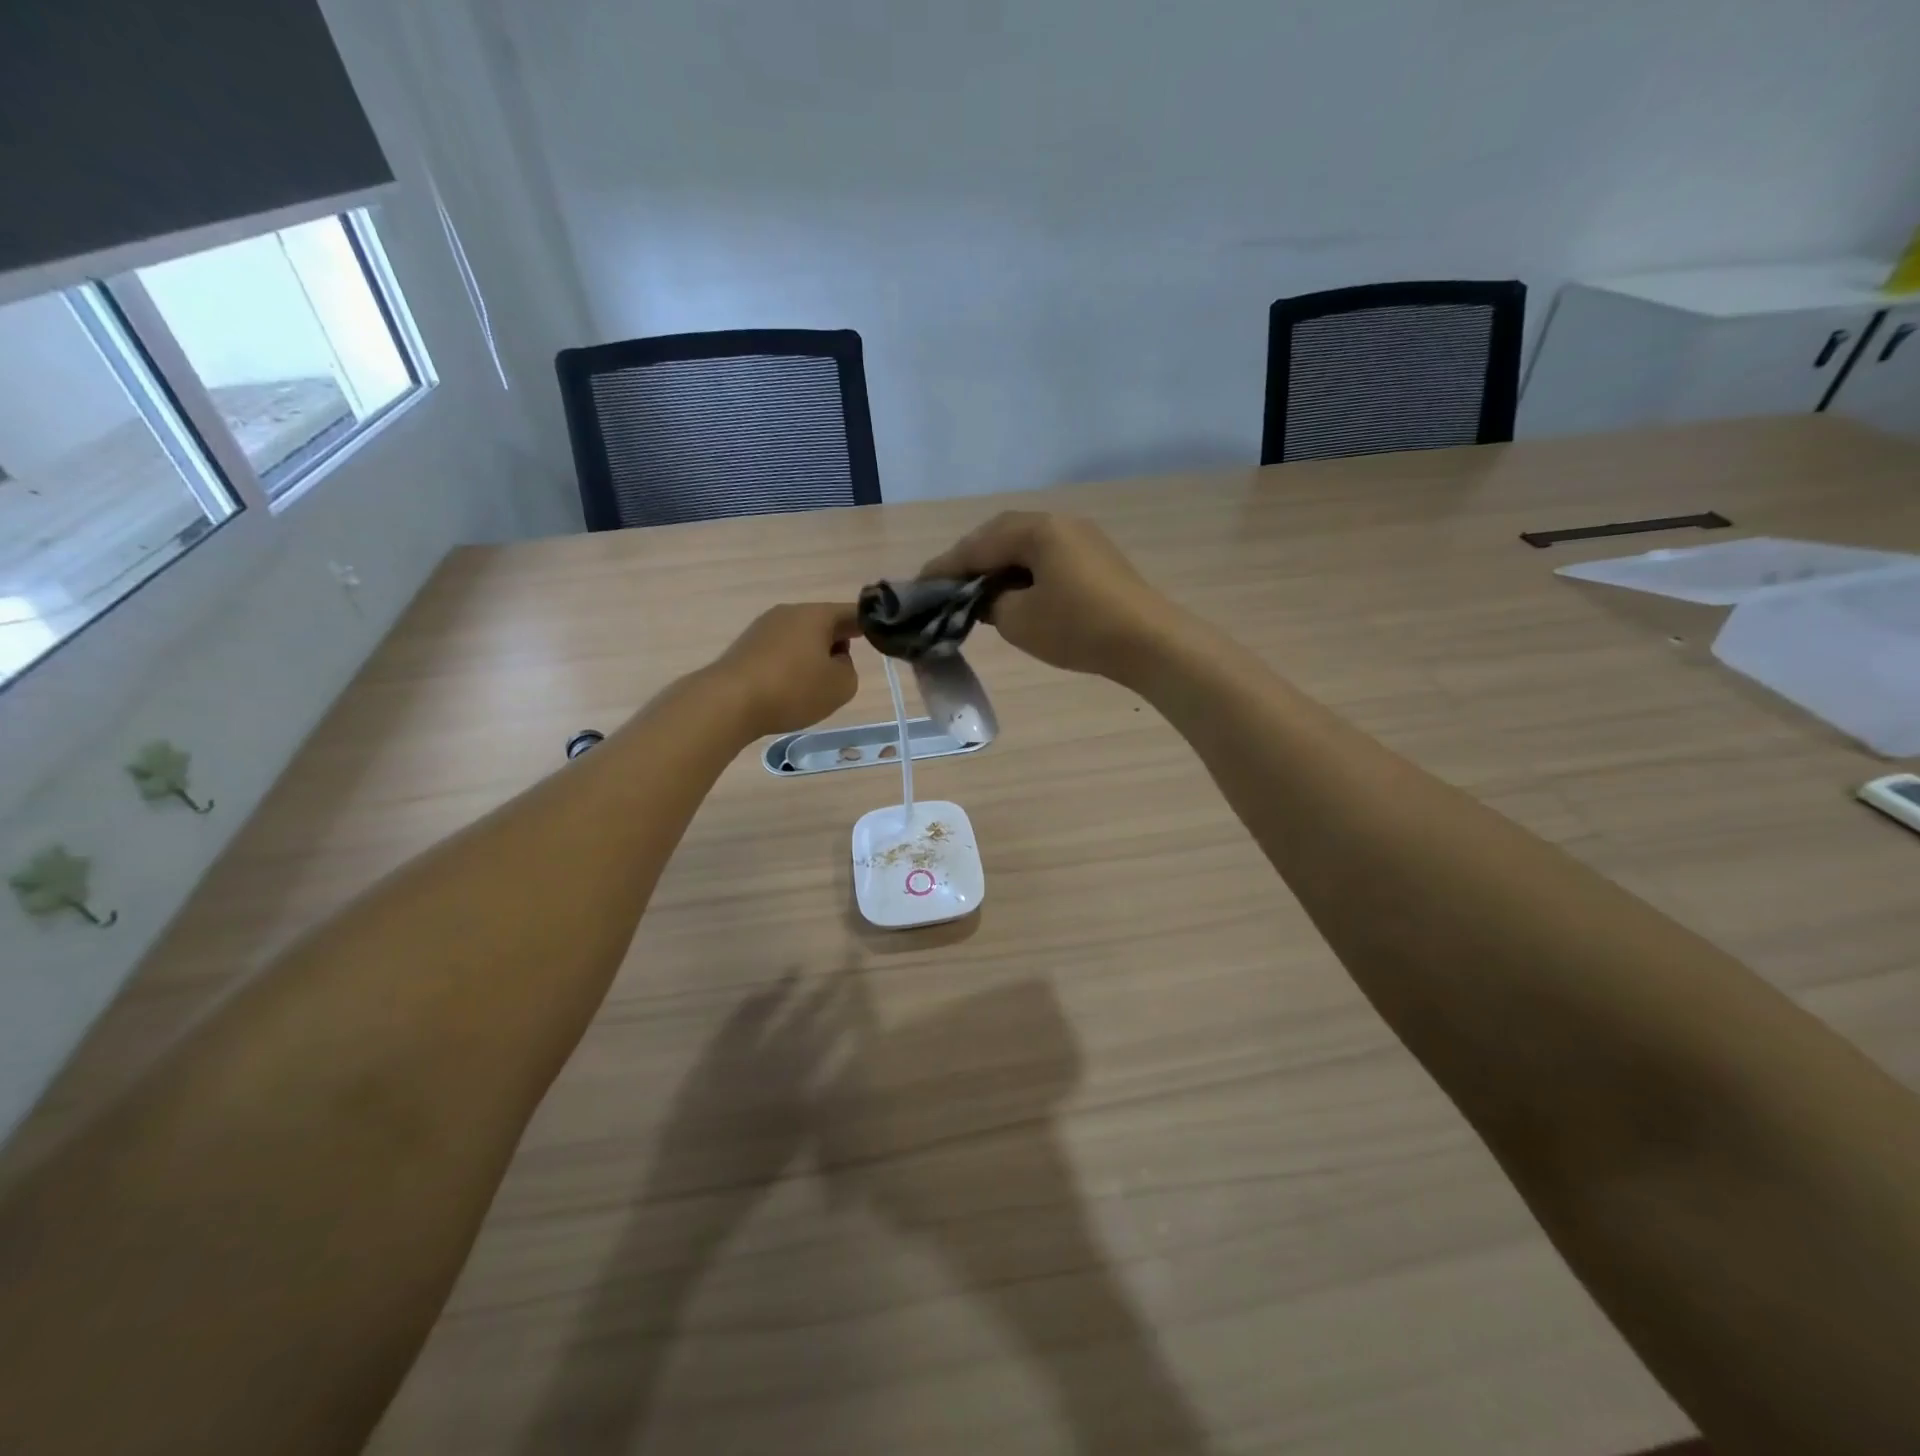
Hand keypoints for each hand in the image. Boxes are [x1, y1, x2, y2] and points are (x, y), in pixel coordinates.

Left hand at [706, 602, 859, 737]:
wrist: (729, 701)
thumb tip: (835, 662)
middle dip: (838, 643)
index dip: (868, 625)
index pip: (852, 613)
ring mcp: (763, 627)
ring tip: (815, 685)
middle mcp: (788, 612)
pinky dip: (791, 665)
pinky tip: (789, 688)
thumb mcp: (841, 686)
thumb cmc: (793, 689)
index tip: (877, 637)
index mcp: (816, 614)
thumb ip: (850, 670)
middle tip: (845, 670)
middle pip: (823, 623)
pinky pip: (780, 651)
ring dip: (813, 655)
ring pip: (800, 637)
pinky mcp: (745, 647)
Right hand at [919, 512, 1172, 679]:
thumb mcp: (1018, 621)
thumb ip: (989, 603)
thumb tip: (987, 596)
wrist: (1149, 642)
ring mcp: (1081, 537)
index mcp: (1036, 530)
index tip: (918, 586)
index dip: (944, 568)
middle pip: (1000, 535)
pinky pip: (1046, 556)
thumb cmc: (1078, 628)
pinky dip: (1023, 572)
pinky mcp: (1096, 558)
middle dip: (970, 560)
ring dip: (997, 565)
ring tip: (976, 592)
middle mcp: (1058, 522)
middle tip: (946, 587)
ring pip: (1024, 545)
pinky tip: (1015, 594)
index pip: (976, 546)